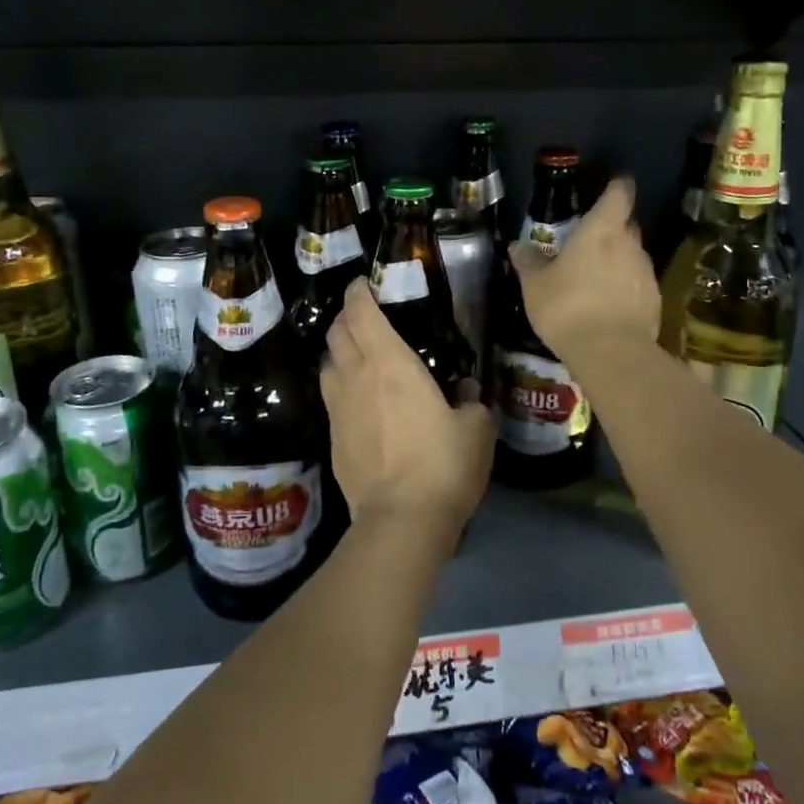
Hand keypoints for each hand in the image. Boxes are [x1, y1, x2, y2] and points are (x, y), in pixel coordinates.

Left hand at [319, 278, 493, 551]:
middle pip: (337, 333)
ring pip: (327, 364)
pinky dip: (340, 387)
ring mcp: (337, 409)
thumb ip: (472, 402)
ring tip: (356, 355)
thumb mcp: (476, 428)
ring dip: (338, 351)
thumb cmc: (442, 464)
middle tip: (364, 316)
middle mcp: (356, 377)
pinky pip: (330, 399)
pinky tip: (357, 400)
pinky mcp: (331, 440)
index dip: (358, 292)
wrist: (401, 520)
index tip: (363, 284)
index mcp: (390, 363)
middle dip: (346, 317)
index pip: (362, 312)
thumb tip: (467, 393)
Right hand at [509, 175, 659, 362]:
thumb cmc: (567, 306)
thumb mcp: (535, 284)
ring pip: (632, 256)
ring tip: (595, 278)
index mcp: (602, 229)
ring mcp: (646, 272)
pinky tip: (608, 305)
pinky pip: (638, 284)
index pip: (619, 193)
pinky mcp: (655, 300)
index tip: (612, 184)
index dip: (617, 186)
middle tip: (590, 240)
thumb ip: (529, 261)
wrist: (610, 353)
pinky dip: (625, 288)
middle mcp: (630, 243)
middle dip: (611, 228)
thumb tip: (518, 245)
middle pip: (626, 225)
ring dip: (617, 261)